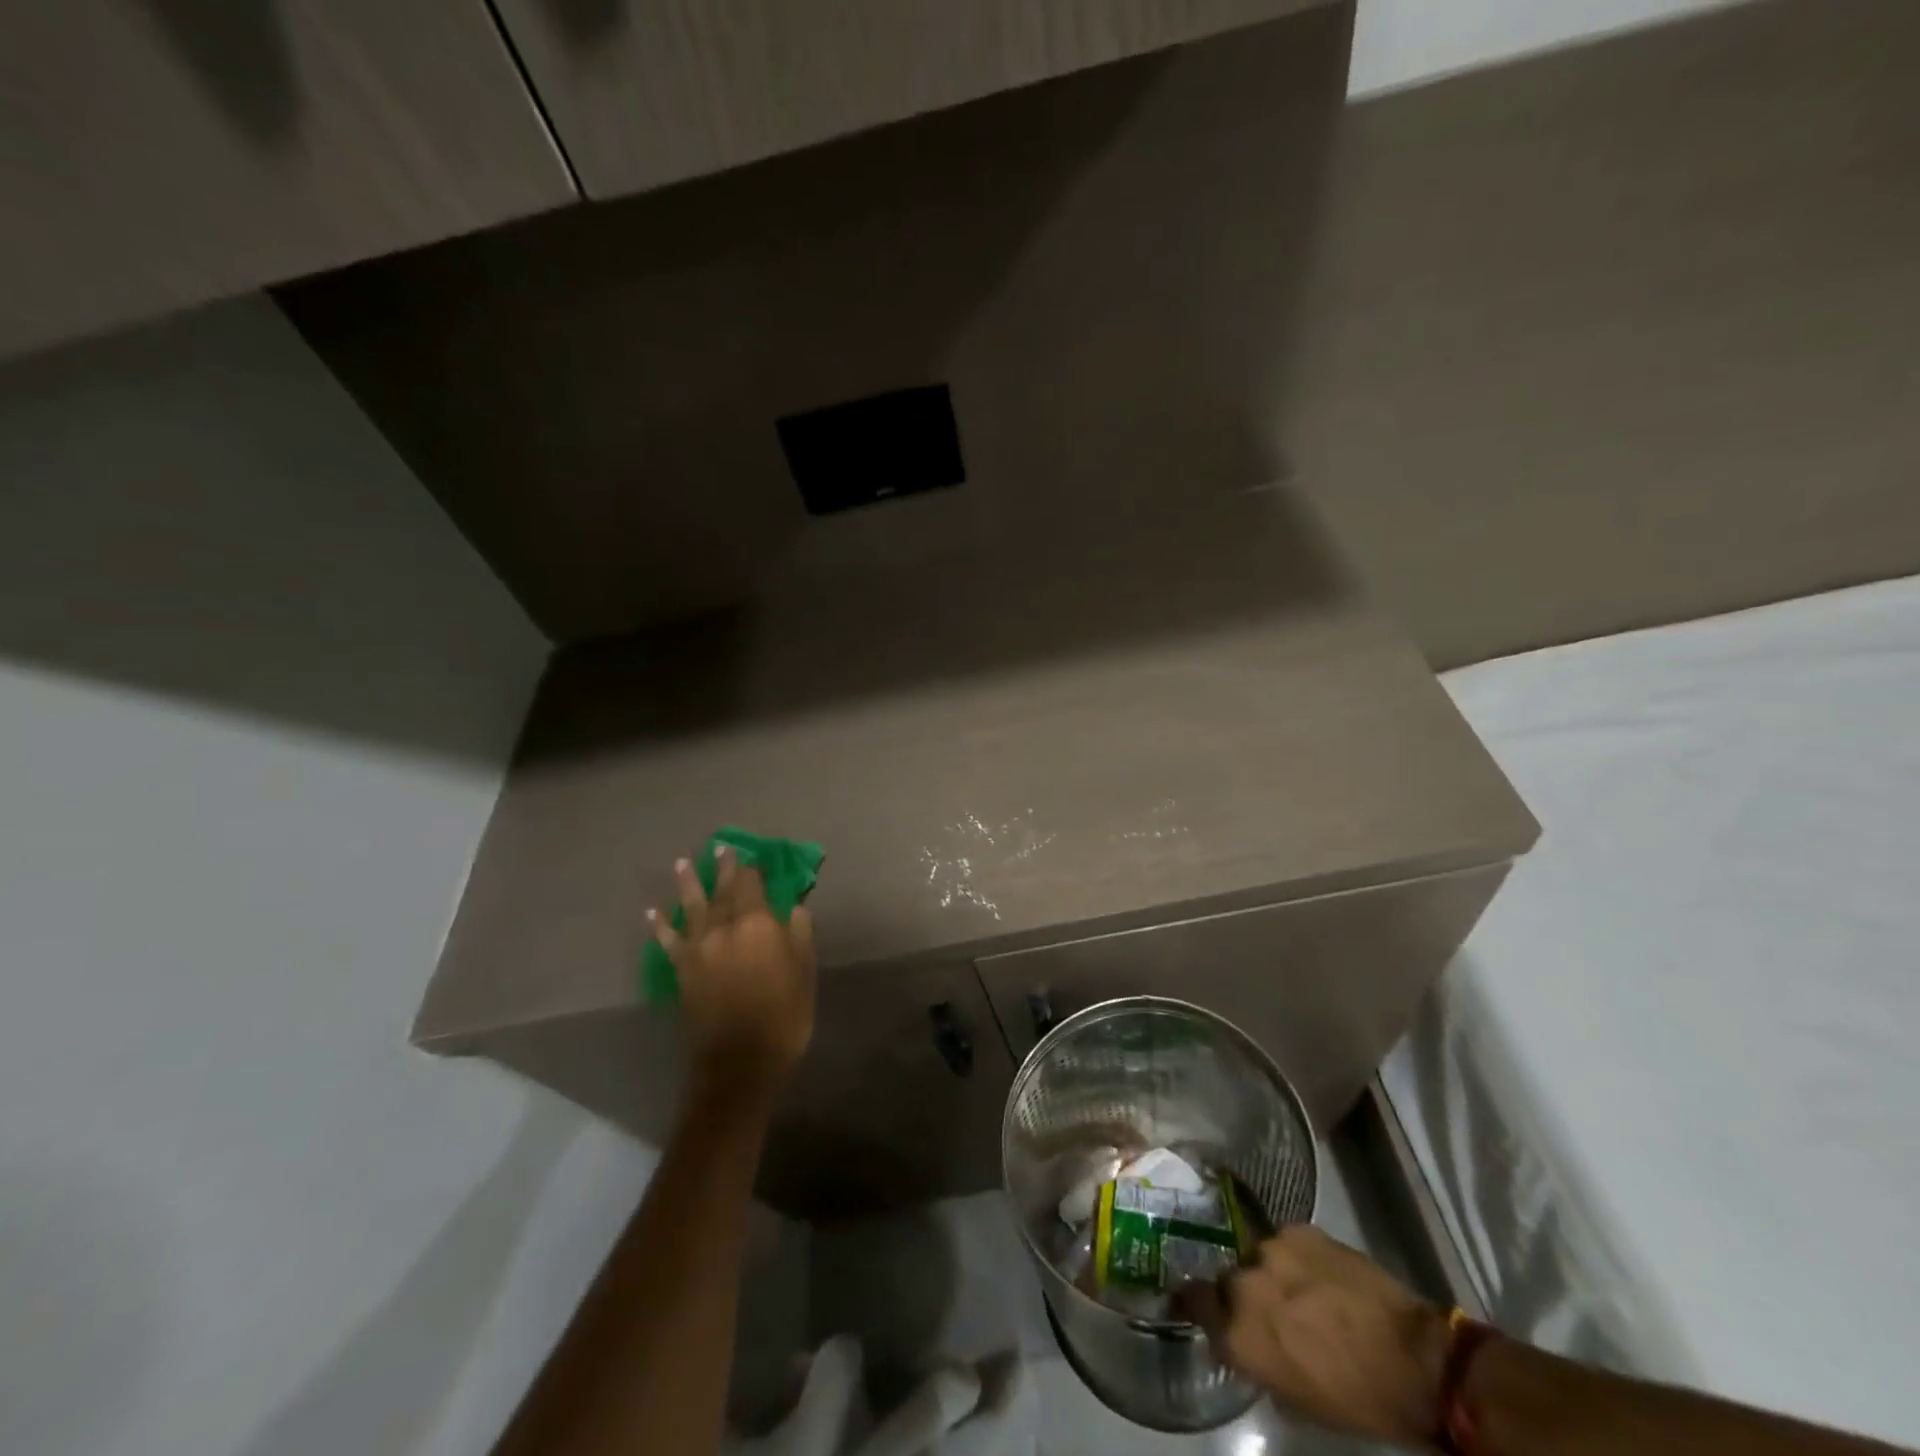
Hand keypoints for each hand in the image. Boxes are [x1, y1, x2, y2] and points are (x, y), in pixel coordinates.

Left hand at [651, 848, 816, 1093]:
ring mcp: (698, 948)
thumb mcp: (805, 971)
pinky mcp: (681, 970)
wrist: (740, 1063)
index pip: (751, 884)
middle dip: (722, 868)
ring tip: (682, 863)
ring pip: (690, 907)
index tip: (755, 858)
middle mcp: (723, 928)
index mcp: (757, 923)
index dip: (753, 868)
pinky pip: (667, 940)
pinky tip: (652, 912)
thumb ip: (798, 933)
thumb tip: (792, 907)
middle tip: (720, 848)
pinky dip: (659, 925)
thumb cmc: (784, 1015)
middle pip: (721, 890)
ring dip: (686, 884)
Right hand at [1180, 1226, 1449, 1449]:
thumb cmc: (1356, 1397)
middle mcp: (1245, 1284)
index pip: (1193, 1303)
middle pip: (1227, 1279)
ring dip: (1270, 1272)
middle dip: (1241, 1292)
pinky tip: (1319, 1273)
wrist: (1414, 1360)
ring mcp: (1271, 1250)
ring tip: (1298, 1288)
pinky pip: (1285, 1241)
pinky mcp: (1299, 1229)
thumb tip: (1241, 1337)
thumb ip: (1255, 1356)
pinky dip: (1296, 1256)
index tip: (1197, 1304)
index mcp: (1239, 1333)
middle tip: (1267, 1308)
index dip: (1195, 1303)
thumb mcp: (1294, 1396)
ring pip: (1257, 1256)